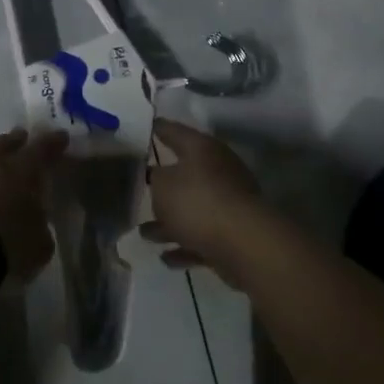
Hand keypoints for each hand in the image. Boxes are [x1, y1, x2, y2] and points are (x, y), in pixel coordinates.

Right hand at [145, 120, 270, 286]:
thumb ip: (155, 178)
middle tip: (139, 185)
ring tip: (144, 233)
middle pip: (185, 173)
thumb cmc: (198, 203)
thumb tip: (159, 176)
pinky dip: (184, 245)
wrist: (244, 244)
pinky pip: (201, 237)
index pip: (175, 131)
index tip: (147, 126)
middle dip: (162, 184)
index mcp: (202, 149)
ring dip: (169, 222)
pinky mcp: (232, 234)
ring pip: (192, 210)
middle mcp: (217, 171)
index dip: (159, 128)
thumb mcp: (162, 185)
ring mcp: (227, 204)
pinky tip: (165, 257)